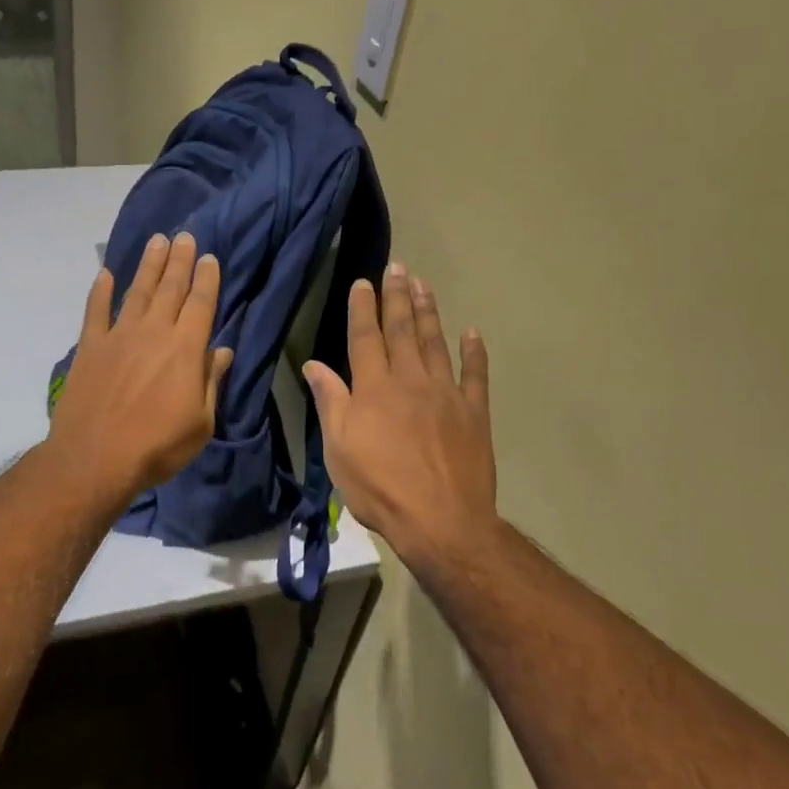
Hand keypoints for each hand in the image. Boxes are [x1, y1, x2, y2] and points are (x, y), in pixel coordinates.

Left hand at [47, 232, 232, 505]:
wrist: (95, 459)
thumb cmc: (157, 446)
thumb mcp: (200, 423)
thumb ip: (210, 382)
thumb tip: (222, 352)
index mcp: (185, 349)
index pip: (200, 304)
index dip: (206, 278)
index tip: (209, 257)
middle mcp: (153, 332)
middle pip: (170, 288)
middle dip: (179, 260)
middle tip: (184, 236)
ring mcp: (118, 336)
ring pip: (137, 291)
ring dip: (148, 265)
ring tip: (157, 242)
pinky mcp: (90, 347)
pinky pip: (95, 311)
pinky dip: (100, 291)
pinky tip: (104, 274)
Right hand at [303, 264, 496, 572]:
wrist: (441, 520)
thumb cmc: (379, 487)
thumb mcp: (338, 449)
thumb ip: (330, 401)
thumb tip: (314, 365)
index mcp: (374, 389)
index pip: (365, 338)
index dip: (363, 308)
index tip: (363, 282)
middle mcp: (410, 381)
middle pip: (402, 330)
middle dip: (398, 297)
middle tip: (399, 267)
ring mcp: (446, 394)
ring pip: (435, 343)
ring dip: (429, 312)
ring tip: (424, 285)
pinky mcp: (474, 412)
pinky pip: (475, 375)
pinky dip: (474, 353)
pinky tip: (472, 333)